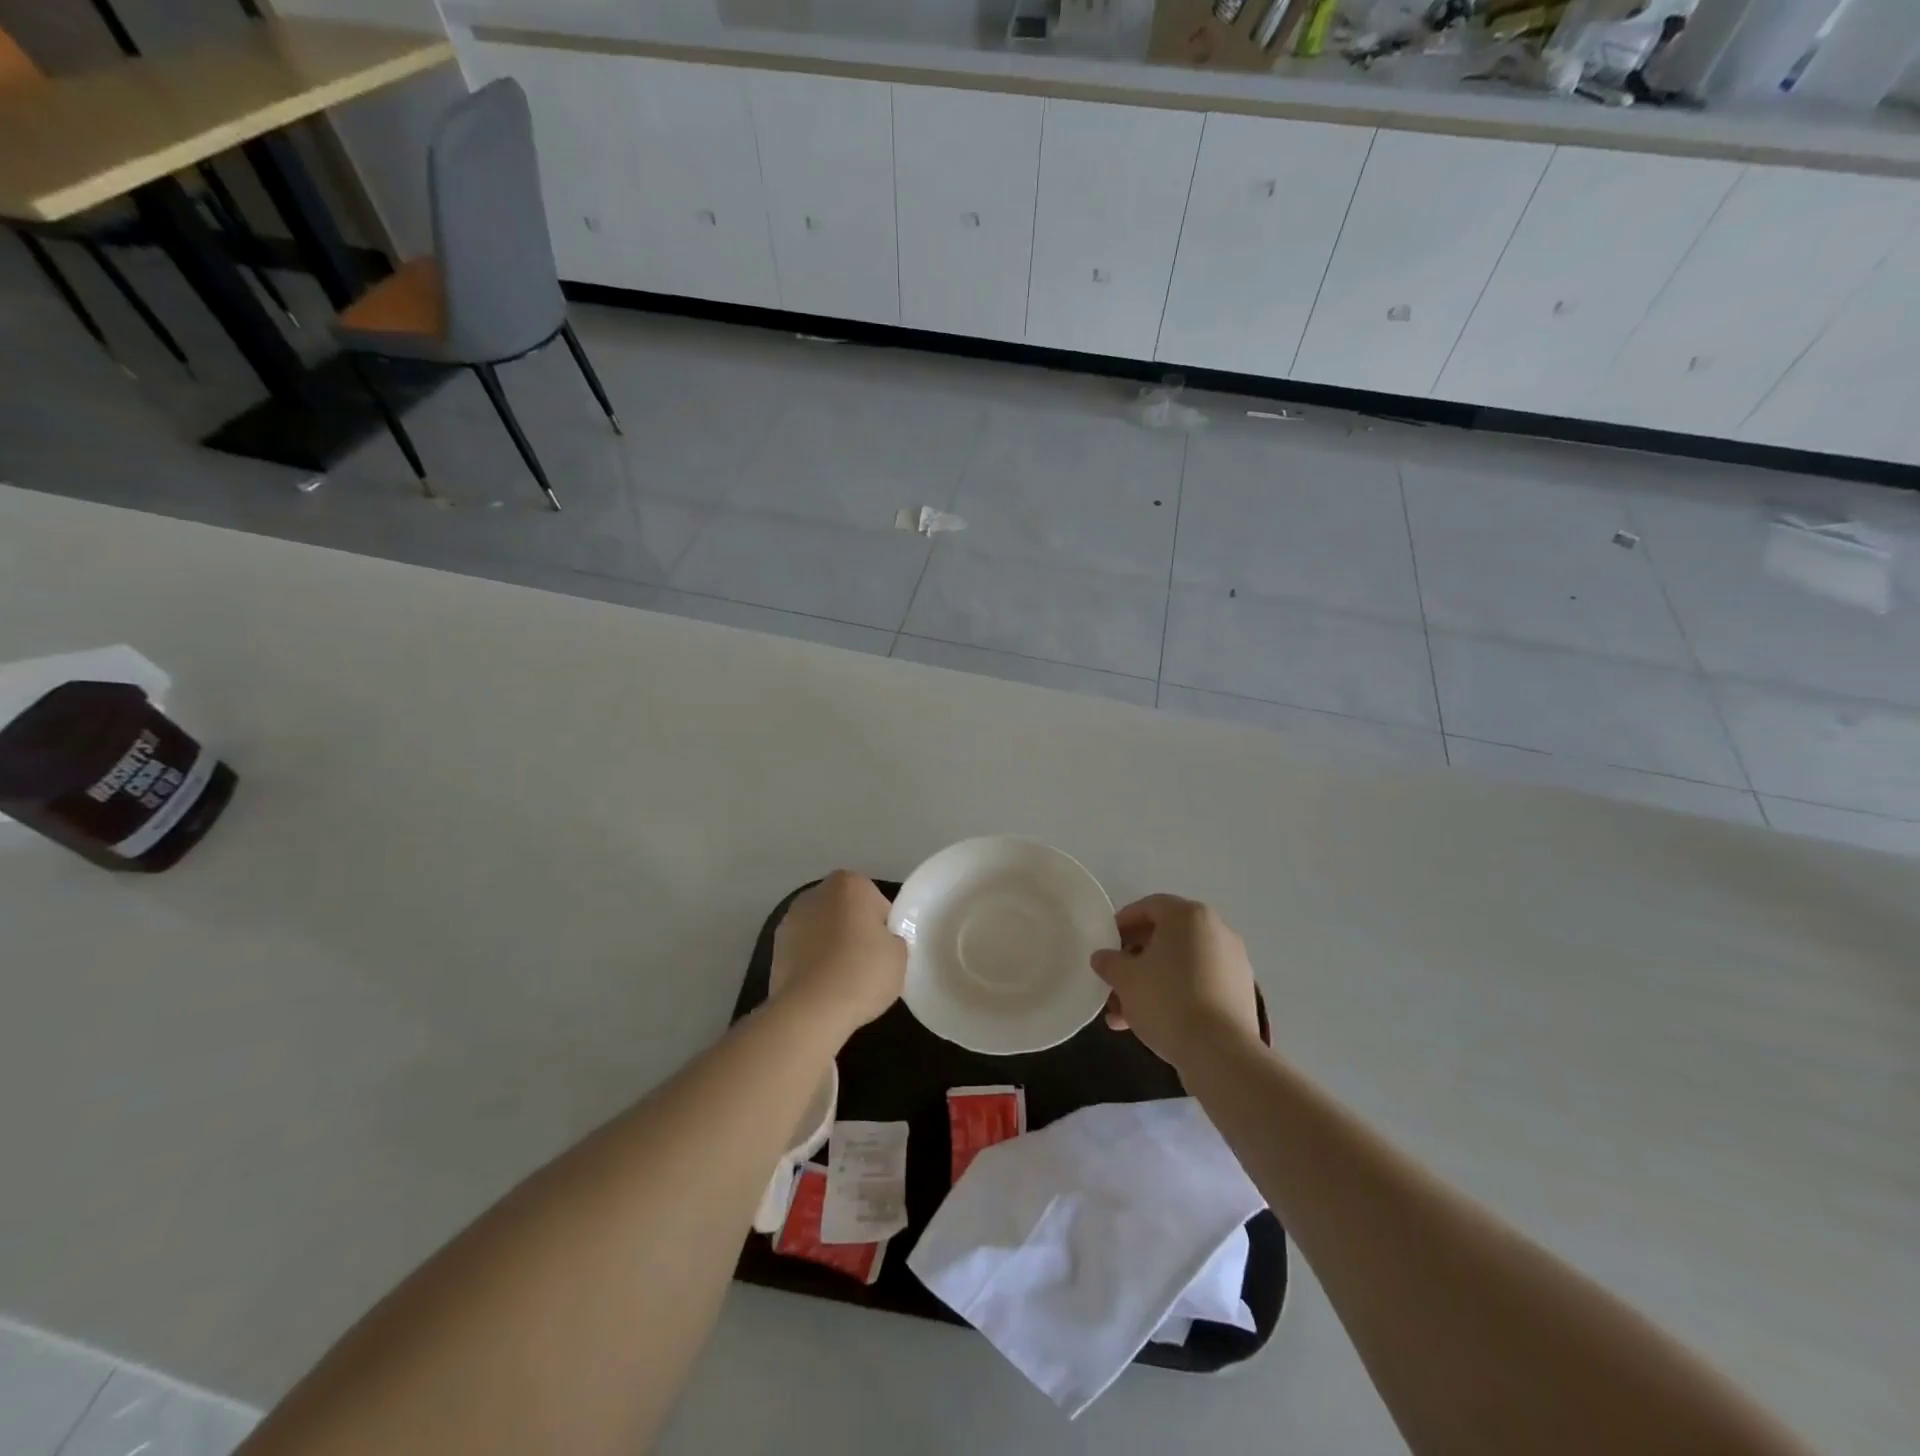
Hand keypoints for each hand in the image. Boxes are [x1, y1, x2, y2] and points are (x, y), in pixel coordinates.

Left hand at [769, 871, 906, 1041]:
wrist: (811, 1010)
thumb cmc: (862, 972)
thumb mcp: (900, 955)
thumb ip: (893, 939)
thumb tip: (880, 943)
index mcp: (850, 883)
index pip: (877, 904)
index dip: (885, 929)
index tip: (885, 953)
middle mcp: (816, 892)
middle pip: (846, 912)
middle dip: (854, 932)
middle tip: (867, 965)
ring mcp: (790, 919)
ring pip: (822, 931)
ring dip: (831, 946)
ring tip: (843, 981)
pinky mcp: (774, 948)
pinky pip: (805, 951)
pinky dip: (813, 963)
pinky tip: (822, 988)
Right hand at [1091, 895, 1260, 1070]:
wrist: (1220, 1052)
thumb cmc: (1167, 1000)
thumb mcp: (1125, 979)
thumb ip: (1110, 962)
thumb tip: (1102, 957)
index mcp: (1189, 916)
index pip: (1149, 906)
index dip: (1123, 923)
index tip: (1106, 944)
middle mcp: (1216, 930)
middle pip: (1166, 938)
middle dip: (1135, 961)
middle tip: (1114, 982)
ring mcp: (1233, 962)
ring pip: (1181, 965)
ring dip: (1150, 983)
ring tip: (1124, 1015)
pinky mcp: (1241, 993)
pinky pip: (1199, 984)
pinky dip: (1175, 995)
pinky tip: (1152, 1023)